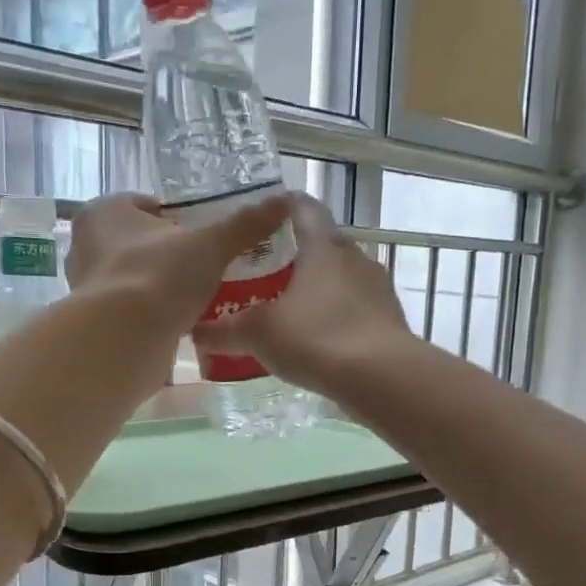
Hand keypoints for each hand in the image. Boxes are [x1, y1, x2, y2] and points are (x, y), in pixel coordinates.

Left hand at [66, 190, 293, 336]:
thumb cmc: (159, 277)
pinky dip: (155, 315)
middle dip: (171, 254)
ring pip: (137, 279)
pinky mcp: (98, 324)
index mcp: (103, 213)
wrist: (124, 341)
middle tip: (208, 266)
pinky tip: (183, 323)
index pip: (145, 206)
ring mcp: (89, 289)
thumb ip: (244, 225)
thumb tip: (284, 200)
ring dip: (163, 286)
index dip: (178, 218)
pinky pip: (134, 312)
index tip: (205, 234)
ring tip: (201, 295)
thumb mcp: (211, 246)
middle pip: (140, 244)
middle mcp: (86, 247)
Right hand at [195, 193, 418, 395]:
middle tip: (265, 274)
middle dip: (296, 257)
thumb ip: (226, 330)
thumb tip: (195, 331)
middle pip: (323, 245)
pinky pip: (356, 311)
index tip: (262, 216)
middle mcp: (356, 258)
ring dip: (319, 291)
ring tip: (290, 312)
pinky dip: (337, 319)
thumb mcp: (259, 333)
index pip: (303, 207)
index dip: (282, 206)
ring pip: (342, 280)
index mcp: (324, 245)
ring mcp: (378, 290)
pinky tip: (319, 343)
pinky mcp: (390, 321)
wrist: (382, 378)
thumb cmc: (316, 338)